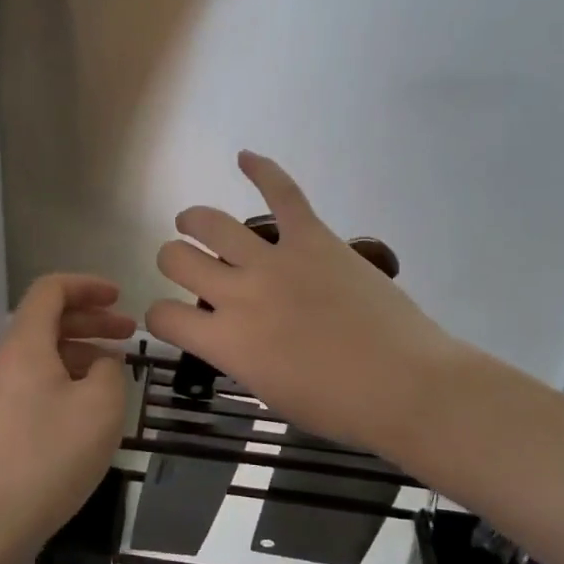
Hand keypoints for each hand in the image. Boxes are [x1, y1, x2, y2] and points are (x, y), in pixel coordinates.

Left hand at [0, 274, 134, 563]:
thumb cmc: (51, 455)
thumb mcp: (101, 406)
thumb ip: (111, 370)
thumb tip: (102, 364)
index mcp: (25, 344)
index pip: (50, 290)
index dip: (86, 286)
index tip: (119, 297)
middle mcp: (5, 361)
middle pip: (47, 321)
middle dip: (91, 319)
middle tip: (129, 332)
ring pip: (42, 354)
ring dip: (80, 351)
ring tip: (115, 371)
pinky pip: (34, 382)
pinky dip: (65, 377)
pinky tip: (88, 405)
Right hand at [146, 152, 463, 457]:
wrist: (404, 385)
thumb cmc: (338, 406)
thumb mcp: (269, 392)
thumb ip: (238, 356)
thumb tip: (233, 334)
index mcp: (225, 342)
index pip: (163, 316)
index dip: (159, 315)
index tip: (172, 317)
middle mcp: (238, 294)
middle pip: (176, 258)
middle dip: (172, 260)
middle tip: (187, 265)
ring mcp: (275, 260)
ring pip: (212, 223)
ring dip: (194, 220)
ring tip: (193, 221)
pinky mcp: (313, 238)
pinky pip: (283, 193)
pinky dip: (262, 170)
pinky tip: (245, 157)